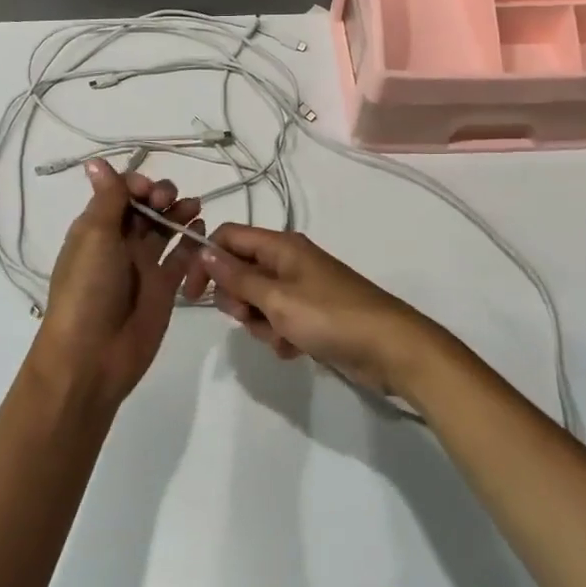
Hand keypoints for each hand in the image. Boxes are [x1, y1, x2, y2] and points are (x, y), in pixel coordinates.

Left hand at [31, 159, 208, 408]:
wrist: (92, 356)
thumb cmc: (88, 289)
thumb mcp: (95, 237)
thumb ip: (107, 199)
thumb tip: (96, 161)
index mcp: (96, 228)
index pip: (120, 193)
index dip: (137, 184)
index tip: (149, 191)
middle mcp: (119, 242)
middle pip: (145, 208)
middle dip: (161, 196)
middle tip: (170, 200)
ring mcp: (143, 265)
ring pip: (165, 229)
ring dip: (179, 214)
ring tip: (195, 208)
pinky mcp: (164, 288)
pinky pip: (182, 258)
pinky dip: (193, 242)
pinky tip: (203, 231)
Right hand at [199, 225, 452, 399]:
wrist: (392, 349)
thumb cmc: (331, 317)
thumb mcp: (277, 299)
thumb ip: (238, 277)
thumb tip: (204, 251)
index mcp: (281, 246)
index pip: (228, 237)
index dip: (206, 261)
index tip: (193, 295)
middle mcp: (289, 261)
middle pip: (240, 272)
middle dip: (238, 300)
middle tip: (252, 318)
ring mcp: (302, 288)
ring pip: (257, 301)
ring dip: (261, 324)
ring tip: (283, 337)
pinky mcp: (312, 314)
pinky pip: (279, 320)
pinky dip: (280, 335)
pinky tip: (296, 349)